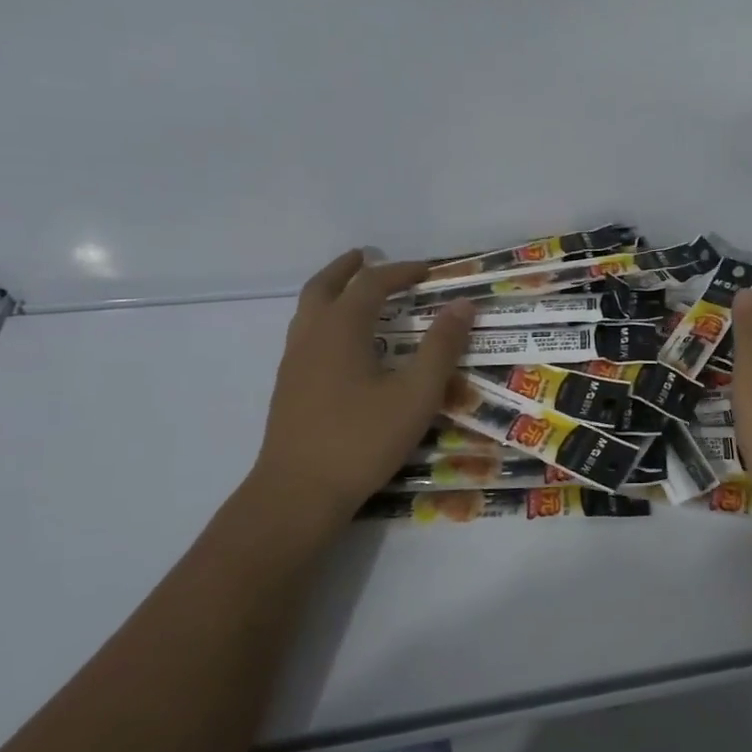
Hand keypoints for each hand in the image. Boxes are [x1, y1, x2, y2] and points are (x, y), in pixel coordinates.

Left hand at [247, 249, 473, 528]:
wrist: (297, 494)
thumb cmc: (362, 440)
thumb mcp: (416, 394)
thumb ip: (441, 347)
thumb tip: (463, 305)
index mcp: (340, 330)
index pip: (371, 284)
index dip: (400, 271)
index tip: (428, 270)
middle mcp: (310, 337)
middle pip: (323, 287)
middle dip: (347, 269)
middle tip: (366, 256)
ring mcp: (293, 364)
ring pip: (307, 312)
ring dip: (331, 292)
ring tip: (353, 294)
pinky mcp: (288, 390)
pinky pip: (305, 336)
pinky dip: (324, 321)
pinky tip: (342, 347)